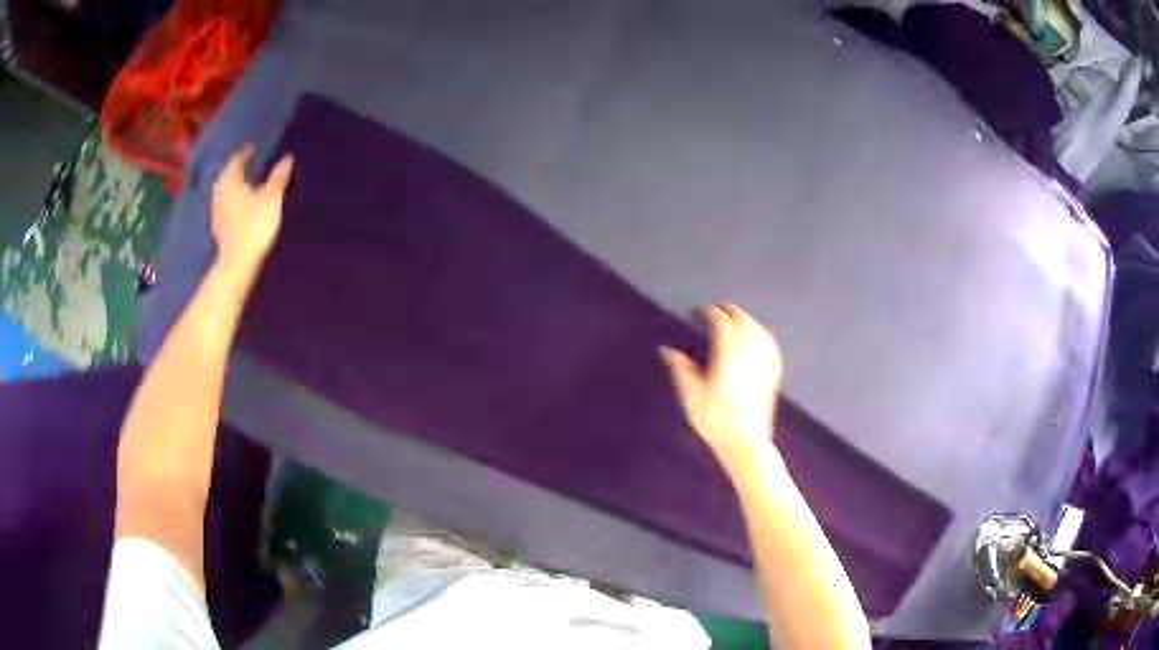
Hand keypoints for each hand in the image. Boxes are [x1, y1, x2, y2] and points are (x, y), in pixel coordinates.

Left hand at [212, 145, 293, 270]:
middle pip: (227, 175)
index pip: (236, 161)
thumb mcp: (271, 198)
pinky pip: (224, 205)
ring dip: (233, 184)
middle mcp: (220, 192)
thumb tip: (287, 158)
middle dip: (236, 168)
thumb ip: (278, 177)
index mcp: (231, 181)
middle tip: (247, 163)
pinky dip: (231, 200)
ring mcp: (216, 210)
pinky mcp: (218, 226)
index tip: (252, 148)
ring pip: (224, 190)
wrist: (238, 261)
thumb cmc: (255, 225)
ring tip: (243, 182)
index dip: (244, 153)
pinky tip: (237, 204)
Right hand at [661, 305, 783, 466]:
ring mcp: (764, 360)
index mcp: (727, 350)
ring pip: (757, 328)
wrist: (745, 441)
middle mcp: (749, 349)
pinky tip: (757, 340)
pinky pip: (769, 344)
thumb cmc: (714, 419)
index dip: (707, 312)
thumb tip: (667, 350)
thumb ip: (680, 368)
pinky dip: (760, 335)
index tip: (696, 312)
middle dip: (728, 311)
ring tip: (734, 322)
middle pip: (742, 319)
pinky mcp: (773, 372)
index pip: (719, 320)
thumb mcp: (691, 394)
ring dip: (745, 320)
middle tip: (714, 312)